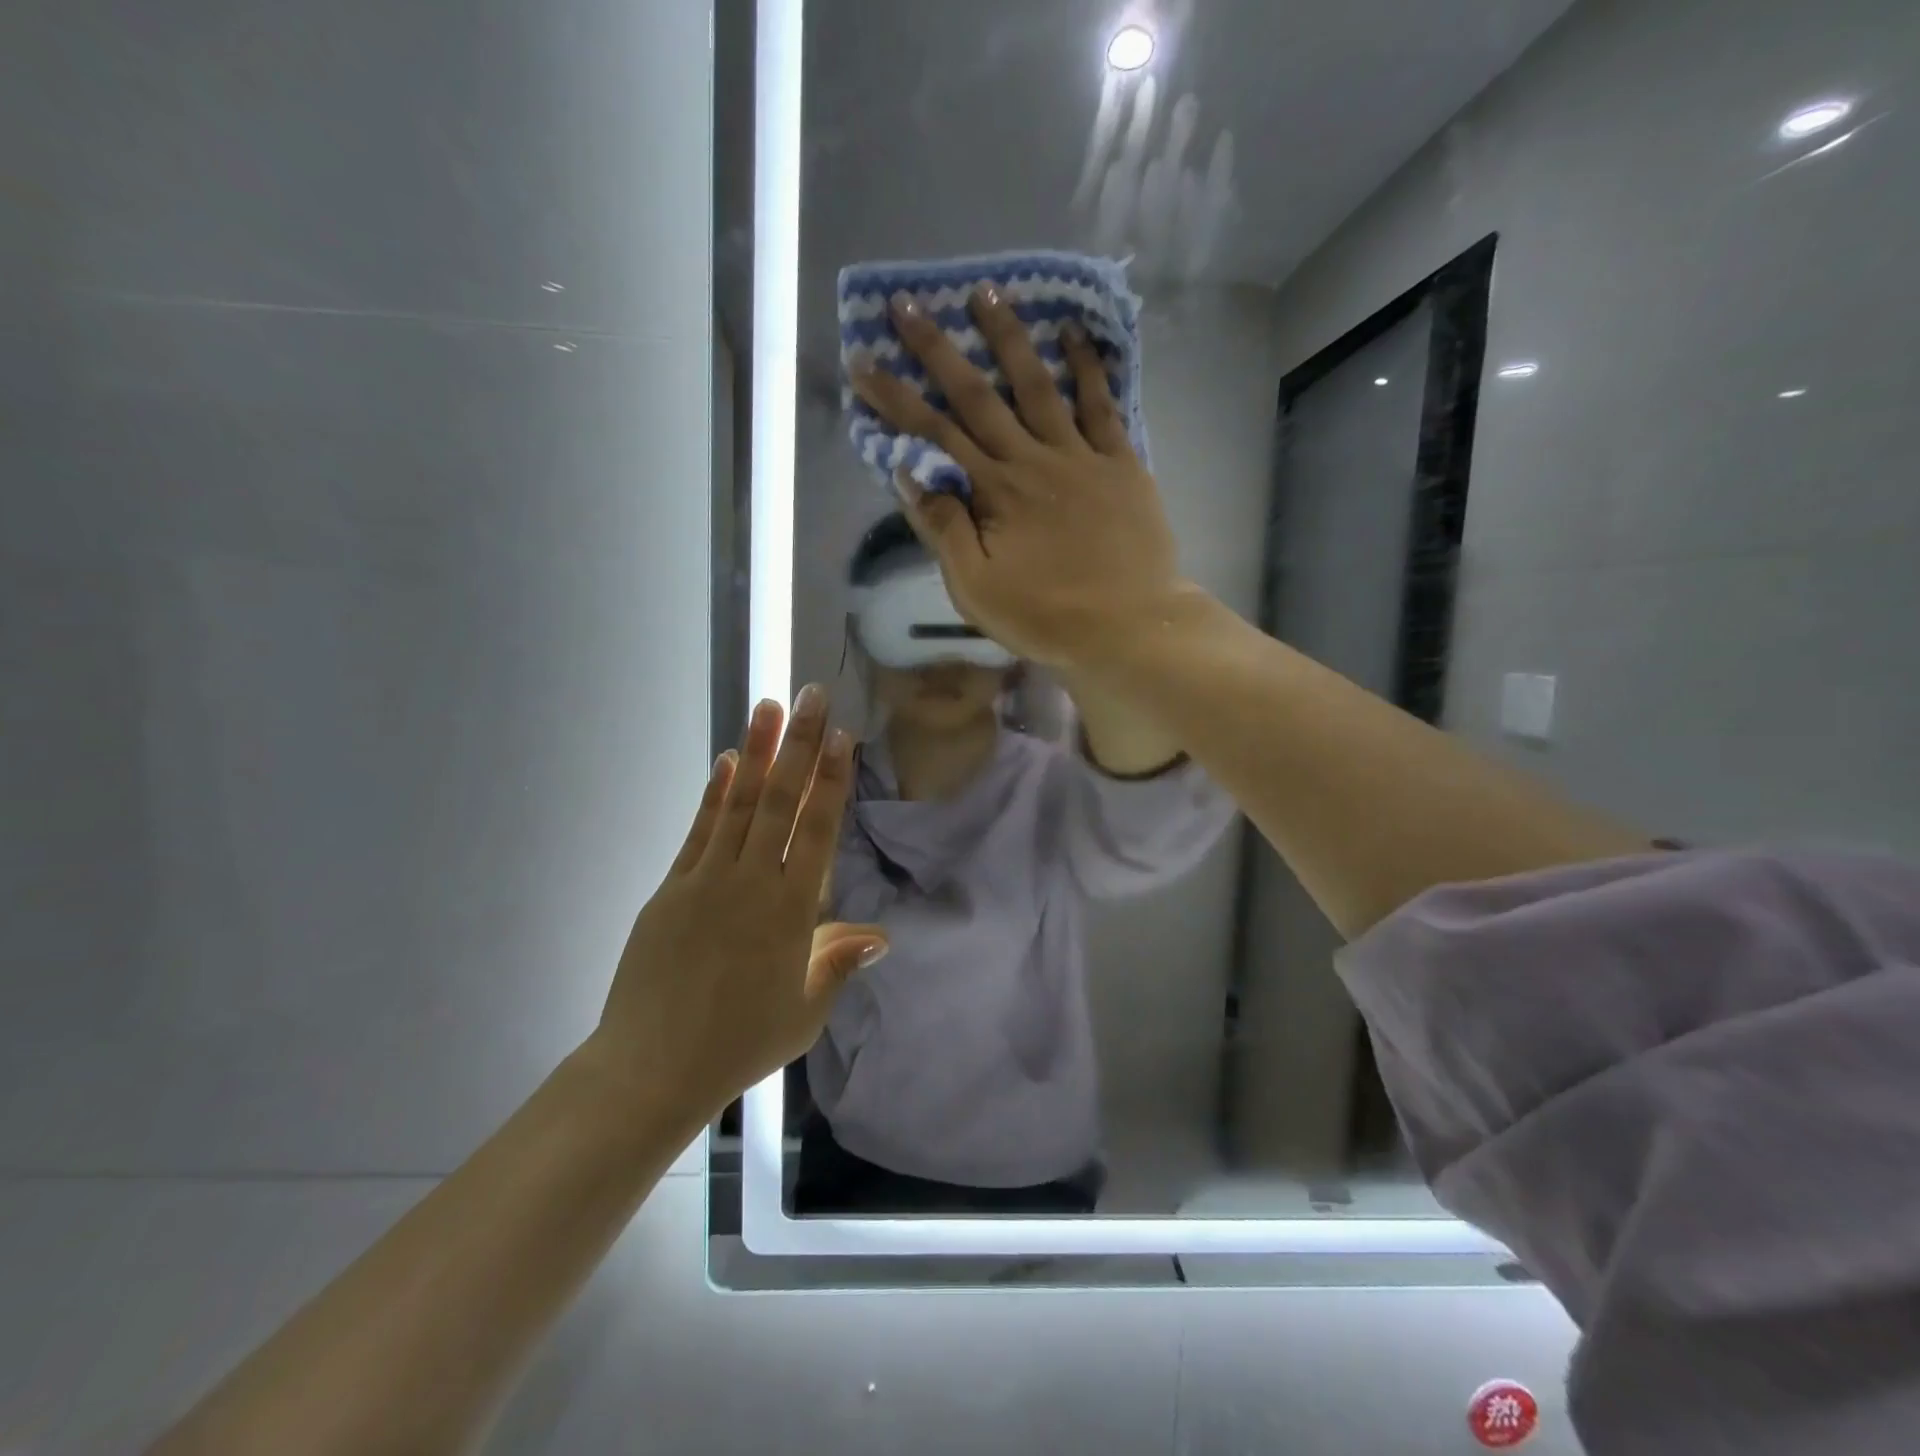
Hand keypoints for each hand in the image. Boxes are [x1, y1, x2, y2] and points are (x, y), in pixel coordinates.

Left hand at [582, 686, 886, 1118]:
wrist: (651, 1068)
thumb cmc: (739, 1044)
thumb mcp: (804, 1012)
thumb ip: (838, 963)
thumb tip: (881, 936)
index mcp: (790, 912)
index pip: (816, 830)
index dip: (831, 780)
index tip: (841, 736)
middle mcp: (750, 882)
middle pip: (780, 801)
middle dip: (798, 744)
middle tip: (810, 694)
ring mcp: (706, 879)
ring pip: (738, 803)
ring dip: (756, 751)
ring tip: (768, 706)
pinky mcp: (672, 887)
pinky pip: (700, 830)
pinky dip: (715, 793)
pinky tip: (726, 762)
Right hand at [851, 282, 1190, 669]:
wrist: (1129, 627)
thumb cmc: (1047, 617)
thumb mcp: (977, 589)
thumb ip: (944, 529)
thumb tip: (910, 473)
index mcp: (993, 492)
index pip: (933, 434)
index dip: (895, 396)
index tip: (863, 359)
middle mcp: (1031, 459)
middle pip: (977, 395)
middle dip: (937, 348)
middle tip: (908, 303)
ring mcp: (1079, 456)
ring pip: (1038, 384)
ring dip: (1009, 337)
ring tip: (987, 292)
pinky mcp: (1120, 463)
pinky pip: (1101, 404)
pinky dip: (1087, 366)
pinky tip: (1073, 332)